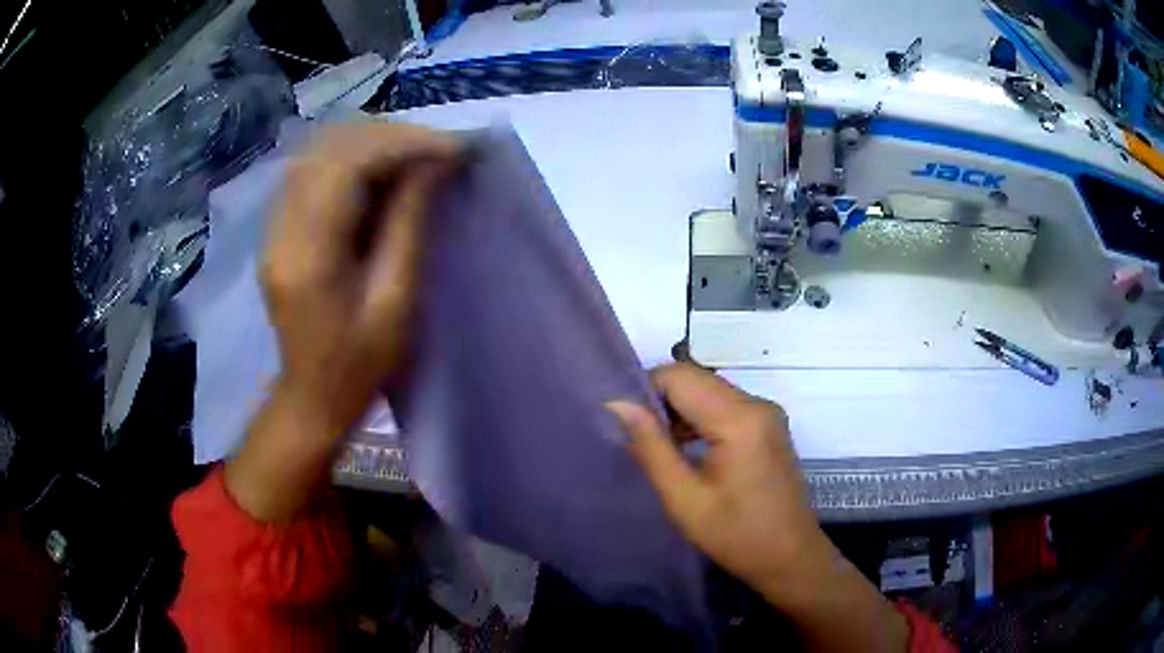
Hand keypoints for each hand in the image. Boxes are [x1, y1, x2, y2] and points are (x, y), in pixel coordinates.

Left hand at [226, 123, 459, 521]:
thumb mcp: (396, 301)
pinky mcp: (279, 226)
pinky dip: (353, 158)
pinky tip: (382, 171)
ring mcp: (274, 225)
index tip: (453, 148)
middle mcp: (281, 228)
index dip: (402, 144)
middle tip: (438, 149)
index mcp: (307, 254)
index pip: (347, 166)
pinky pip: (313, 170)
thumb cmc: (360, 363)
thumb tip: (432, 165)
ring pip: (319, 151)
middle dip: (389, 136)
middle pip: (329, 148)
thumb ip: (408, 225)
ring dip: (371, 143)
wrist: (313, 395)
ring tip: (416, 155)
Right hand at [607, 363, 827, 591]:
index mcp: (740, 419)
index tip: (622, 420)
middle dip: (660, 399)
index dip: (645, 389)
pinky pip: (725, 406)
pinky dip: (699, 417)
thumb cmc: (735, 536)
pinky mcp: (768, 425)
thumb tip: (617, 404)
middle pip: (696, 379)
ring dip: (679, 409)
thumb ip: (651, 446)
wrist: (789, 557)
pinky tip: (683, 447)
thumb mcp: (684, 498)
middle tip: (633, 435)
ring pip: (709, 390)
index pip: (680, 376)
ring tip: (655, 444)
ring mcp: (767, 413)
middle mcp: (757, 404)